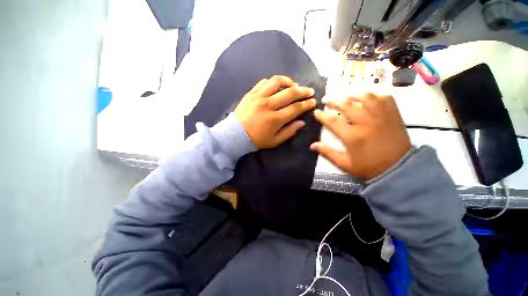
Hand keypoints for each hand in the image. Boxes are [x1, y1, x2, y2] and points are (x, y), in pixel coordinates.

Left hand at [234, 75, 315, 148]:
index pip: (295, 108)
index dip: (306, 104)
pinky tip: (277, 86)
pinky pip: (263, 82)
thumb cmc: (256, 140)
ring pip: (276, 82)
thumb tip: (301, 122)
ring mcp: (258, 97)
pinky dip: (272, 82)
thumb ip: (289, 132)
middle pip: (290, 93)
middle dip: (303, 91)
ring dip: (288, 81)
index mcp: (275, 119)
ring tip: (294, 85)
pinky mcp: (250, 94)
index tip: (313, 102)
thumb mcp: (274, 141)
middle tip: (309, 91)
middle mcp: (268, 105)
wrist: (234, 135)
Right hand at [311, 93, 410, 180]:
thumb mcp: (344, 164)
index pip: (332, 121)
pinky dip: (374, 96)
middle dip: (334, 101)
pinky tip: (368, 99)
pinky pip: (384, 98)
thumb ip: (327, 153)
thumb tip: (312, 145)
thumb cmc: (368, 167)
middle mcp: (366, 123)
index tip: (316, 112)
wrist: (399, 169)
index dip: (322, 115)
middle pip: (347, 105)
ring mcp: (381, 116)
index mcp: (352, 136)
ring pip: (366, 97)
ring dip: (353, 95)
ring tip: (346, 97)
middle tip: (327, 100)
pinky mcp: (394, 115)